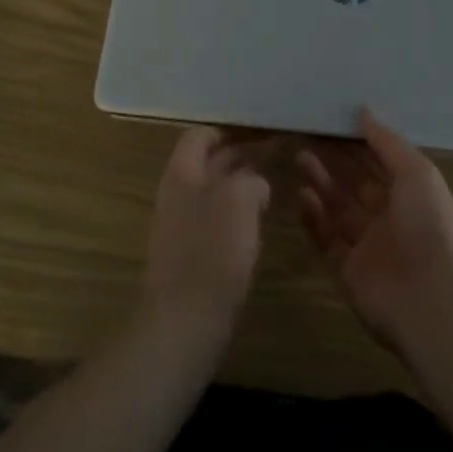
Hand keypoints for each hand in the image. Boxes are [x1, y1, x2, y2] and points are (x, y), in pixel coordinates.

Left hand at [140, 127, 270, 350]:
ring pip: (213, 192)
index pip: (200, 134)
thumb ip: (250, 179)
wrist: (184, 322)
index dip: (228, 129)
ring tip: (271, 185)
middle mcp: (176, 193)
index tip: (259, 131)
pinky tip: (256, 223)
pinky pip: (214, 221)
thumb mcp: (240, 199)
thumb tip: (255, 183)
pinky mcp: (190, 255)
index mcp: (182, 173)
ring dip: (239, 186)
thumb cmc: (212, 251)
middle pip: (207, 162)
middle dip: (239, 156)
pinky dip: (235, 215)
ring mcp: (180, 226)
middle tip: (275, 153)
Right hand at [296, 110, 452, 357]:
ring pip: (339, 208)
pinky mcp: (348, 271)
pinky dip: (315, 217)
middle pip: (356, 183)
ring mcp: (369, 246)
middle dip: (335, 160)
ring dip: (321, 183)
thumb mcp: (417, 173)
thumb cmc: (430, 226)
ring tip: (300, 158)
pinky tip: (302, 195)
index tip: (333, 120)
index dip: (359, 142)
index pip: (381, 162)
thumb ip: (388, 142)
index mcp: (414, 194)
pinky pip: (327, 239)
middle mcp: (391, 217)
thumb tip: (364, 110)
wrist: (432, 302)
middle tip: (308, 136)